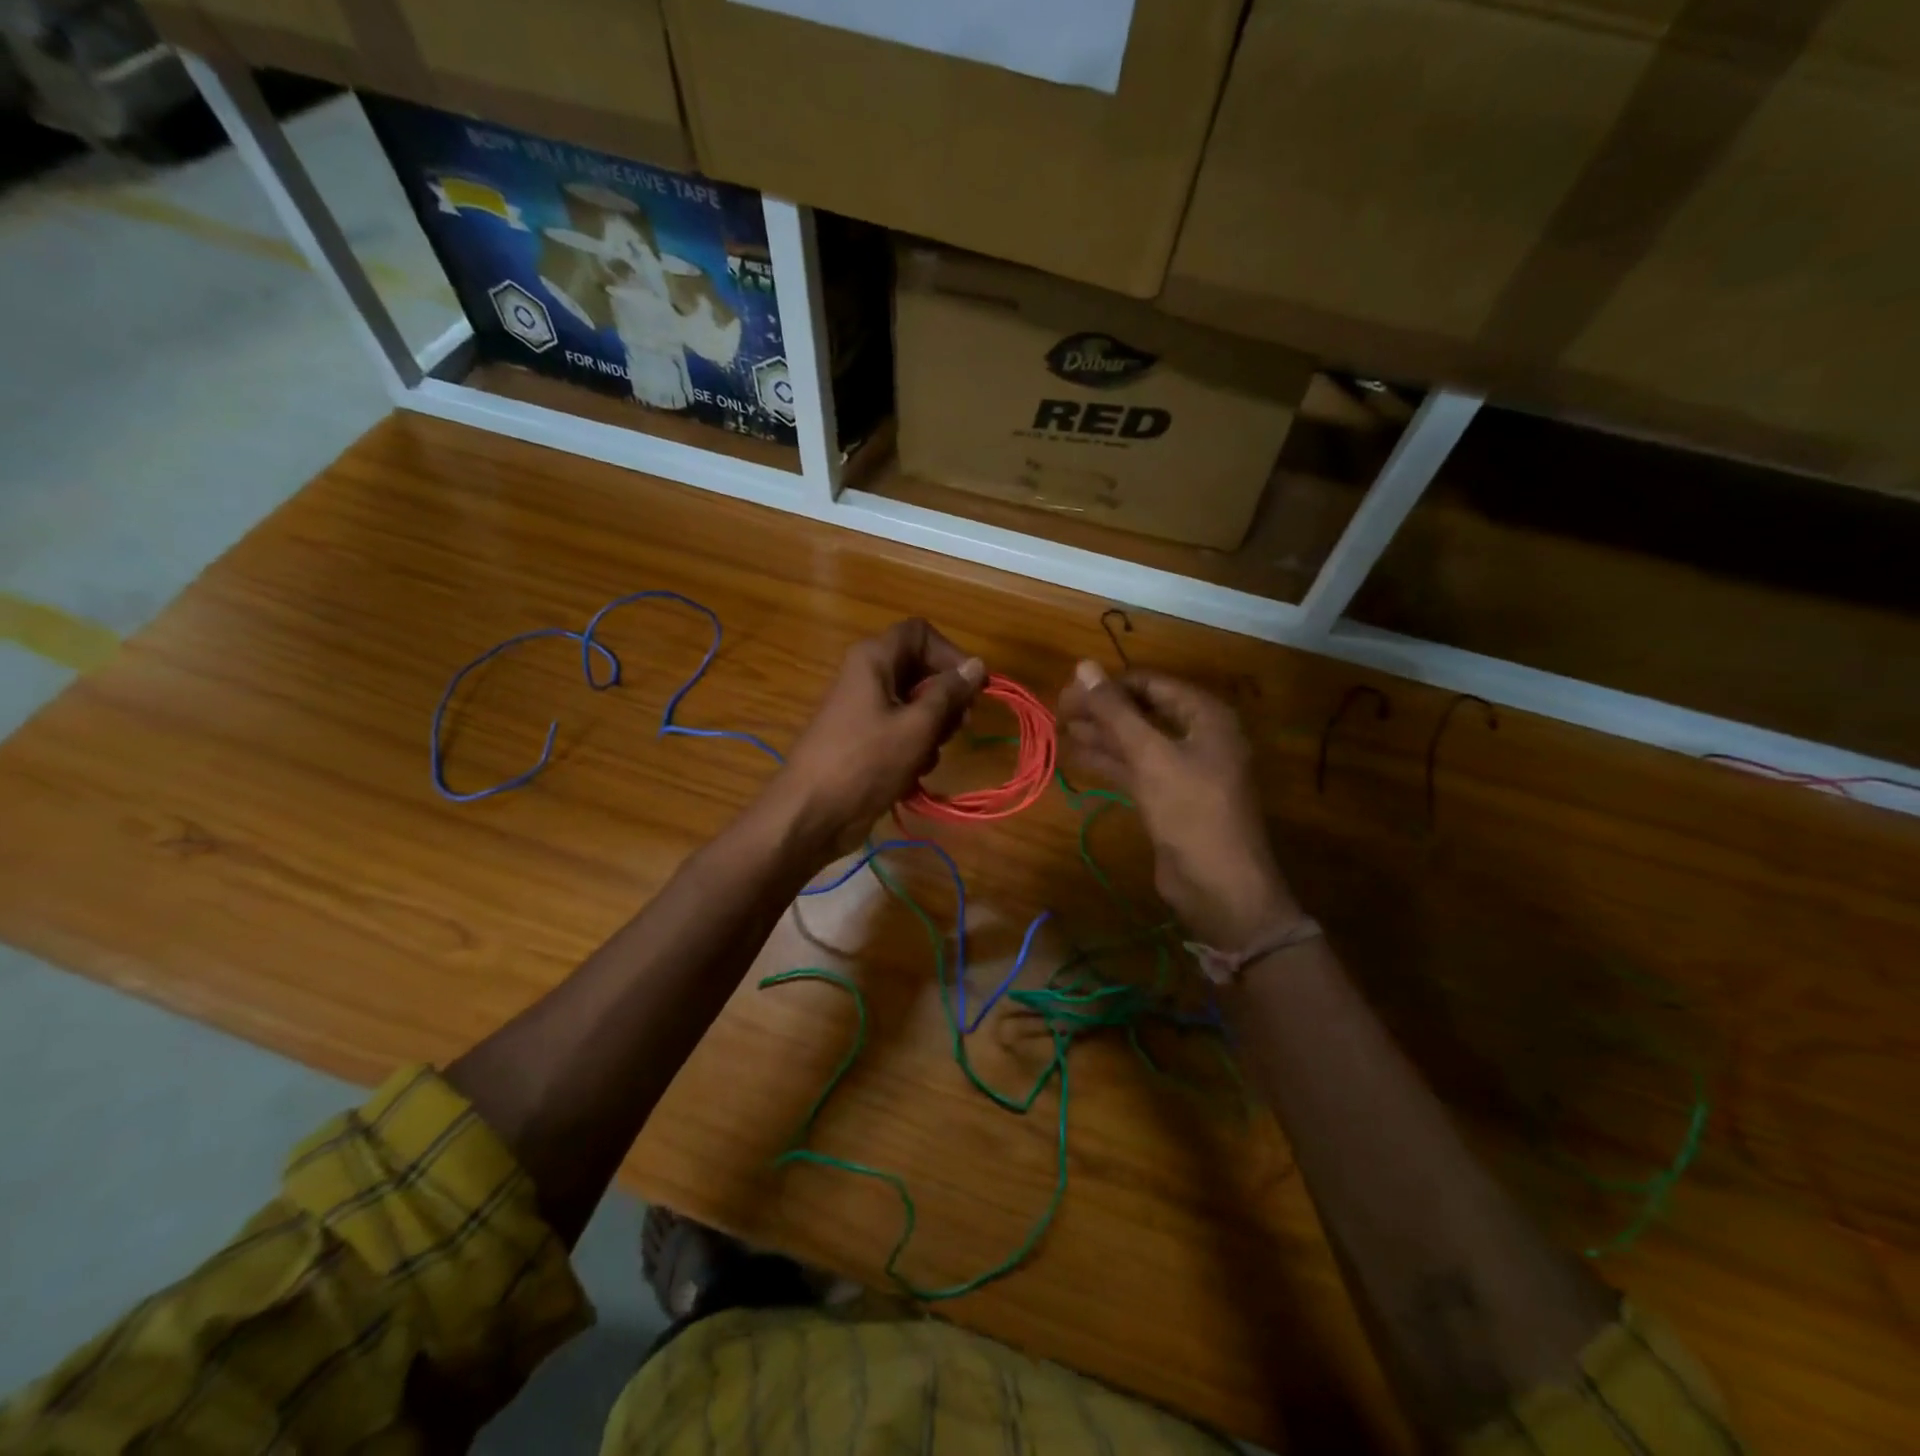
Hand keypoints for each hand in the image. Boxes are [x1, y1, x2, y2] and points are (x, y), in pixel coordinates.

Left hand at [772, 619, 984, 854]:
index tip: (972, 687)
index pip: (921, 633)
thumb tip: (977, 664)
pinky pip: (901, 732)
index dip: (951, 654)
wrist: (812, 813)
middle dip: (945, 699)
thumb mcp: (917, 726)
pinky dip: (914, 749)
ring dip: (932, 731)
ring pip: (915, 705)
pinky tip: (913, 774)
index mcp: (874, 659)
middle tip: (958, 727)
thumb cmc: (866, 762)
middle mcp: (868, 676)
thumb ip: (950, 693)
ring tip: (927, 757)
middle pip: (921, 670)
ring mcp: (864, 709)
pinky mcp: (864, 740)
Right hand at [1058, 660, 1298, 948]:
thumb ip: (1115, 711)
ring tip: (1057, 727)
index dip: (1109, 684)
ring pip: (1136, 741)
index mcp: (1205, 716)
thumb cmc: (1190, 811)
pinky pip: (1135, 768)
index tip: (1068, 689)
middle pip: (1142, 711)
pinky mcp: (1169, 797)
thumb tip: (1083, 665)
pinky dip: (1108, 760)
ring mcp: (1184, 768)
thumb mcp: (1150, 755)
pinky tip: (1076, 754)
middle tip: (1057, 709)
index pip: (1150, 684)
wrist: (1219, 886)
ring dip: (1100, 734)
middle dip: (1101, 709)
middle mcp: (1197, 735)